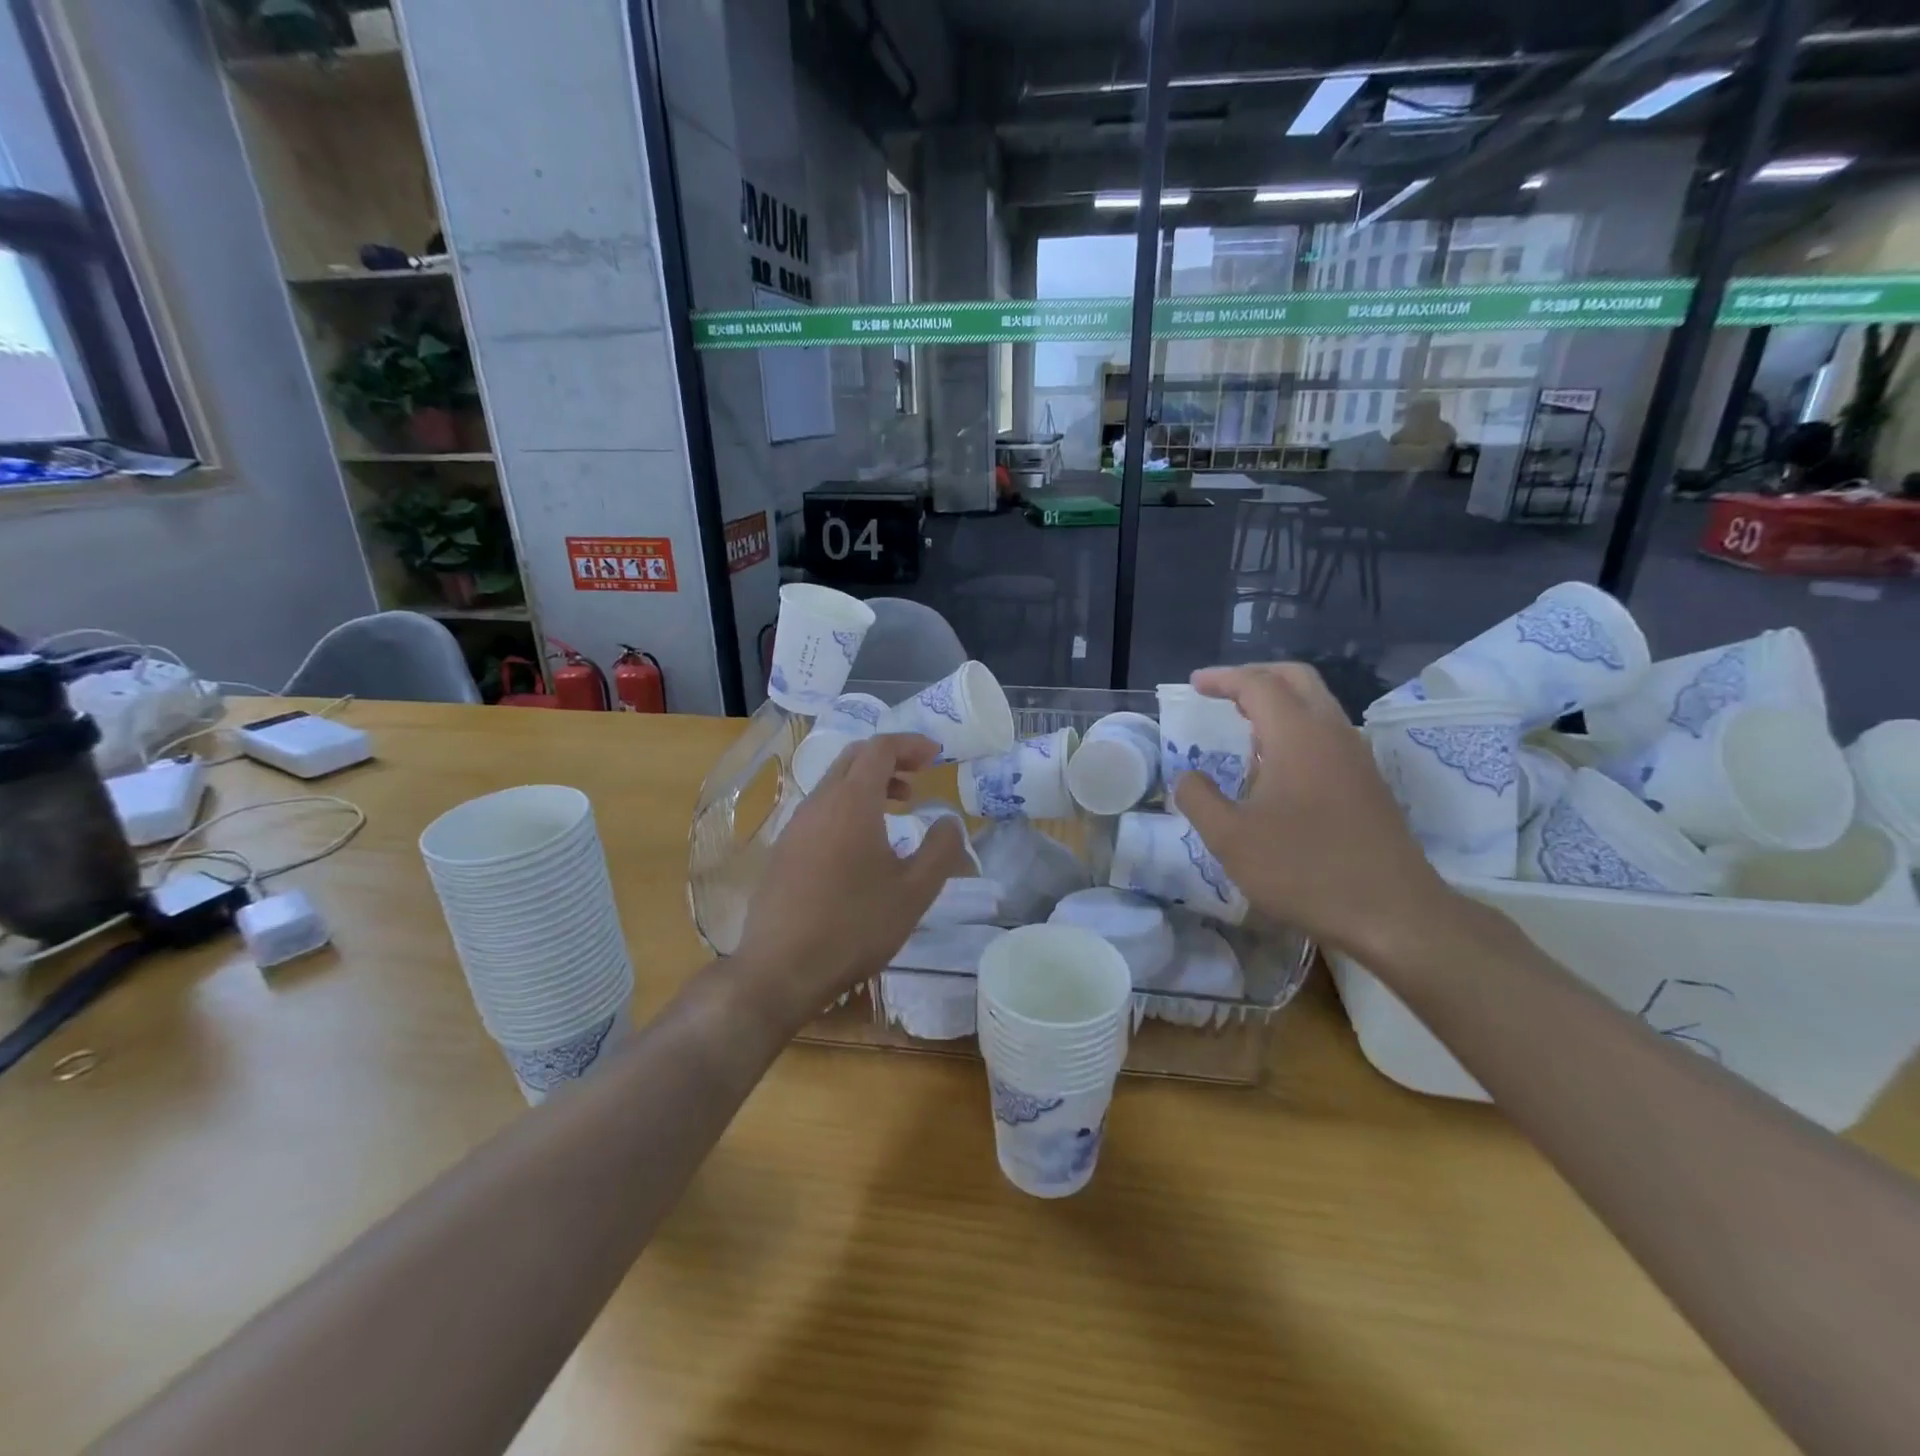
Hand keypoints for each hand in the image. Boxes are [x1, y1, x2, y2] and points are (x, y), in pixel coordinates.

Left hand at [735, 733, 966, 1014]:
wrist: (780, 969)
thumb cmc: (855, 926)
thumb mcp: (914, 892)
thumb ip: (941, 849)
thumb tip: (949, 821)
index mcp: (851, 802)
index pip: (880, 748)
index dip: (910, 743)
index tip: (936, 755)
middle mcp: (818, 803)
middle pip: (853, 759)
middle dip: (889, 759)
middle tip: (918, 776)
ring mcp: (795, 827)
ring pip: (834, 785)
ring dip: (868, 785)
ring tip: (898, 809)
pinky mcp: (783, 851)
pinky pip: (820, 811)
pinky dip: (848, 808)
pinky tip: (863, 846)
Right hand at [1171, 663, 1455, 964]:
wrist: (1392, 913)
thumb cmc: (1304, 870)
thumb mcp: (1231, 839)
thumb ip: (1199, 799)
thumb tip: (1186, 777)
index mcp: (1297, 735)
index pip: (1257, 684)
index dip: (1222, 678)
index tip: (1194, 685)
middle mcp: (1331, 732)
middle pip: (1296, 678)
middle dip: (1255, 676)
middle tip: (1221, 692)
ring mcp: (1356, 756)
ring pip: (1317, 703)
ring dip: (1279, 700)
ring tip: (1243, 723)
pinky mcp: (1368, 781)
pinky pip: (1327, 731)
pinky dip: (1296, 726)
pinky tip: (1276, 763)